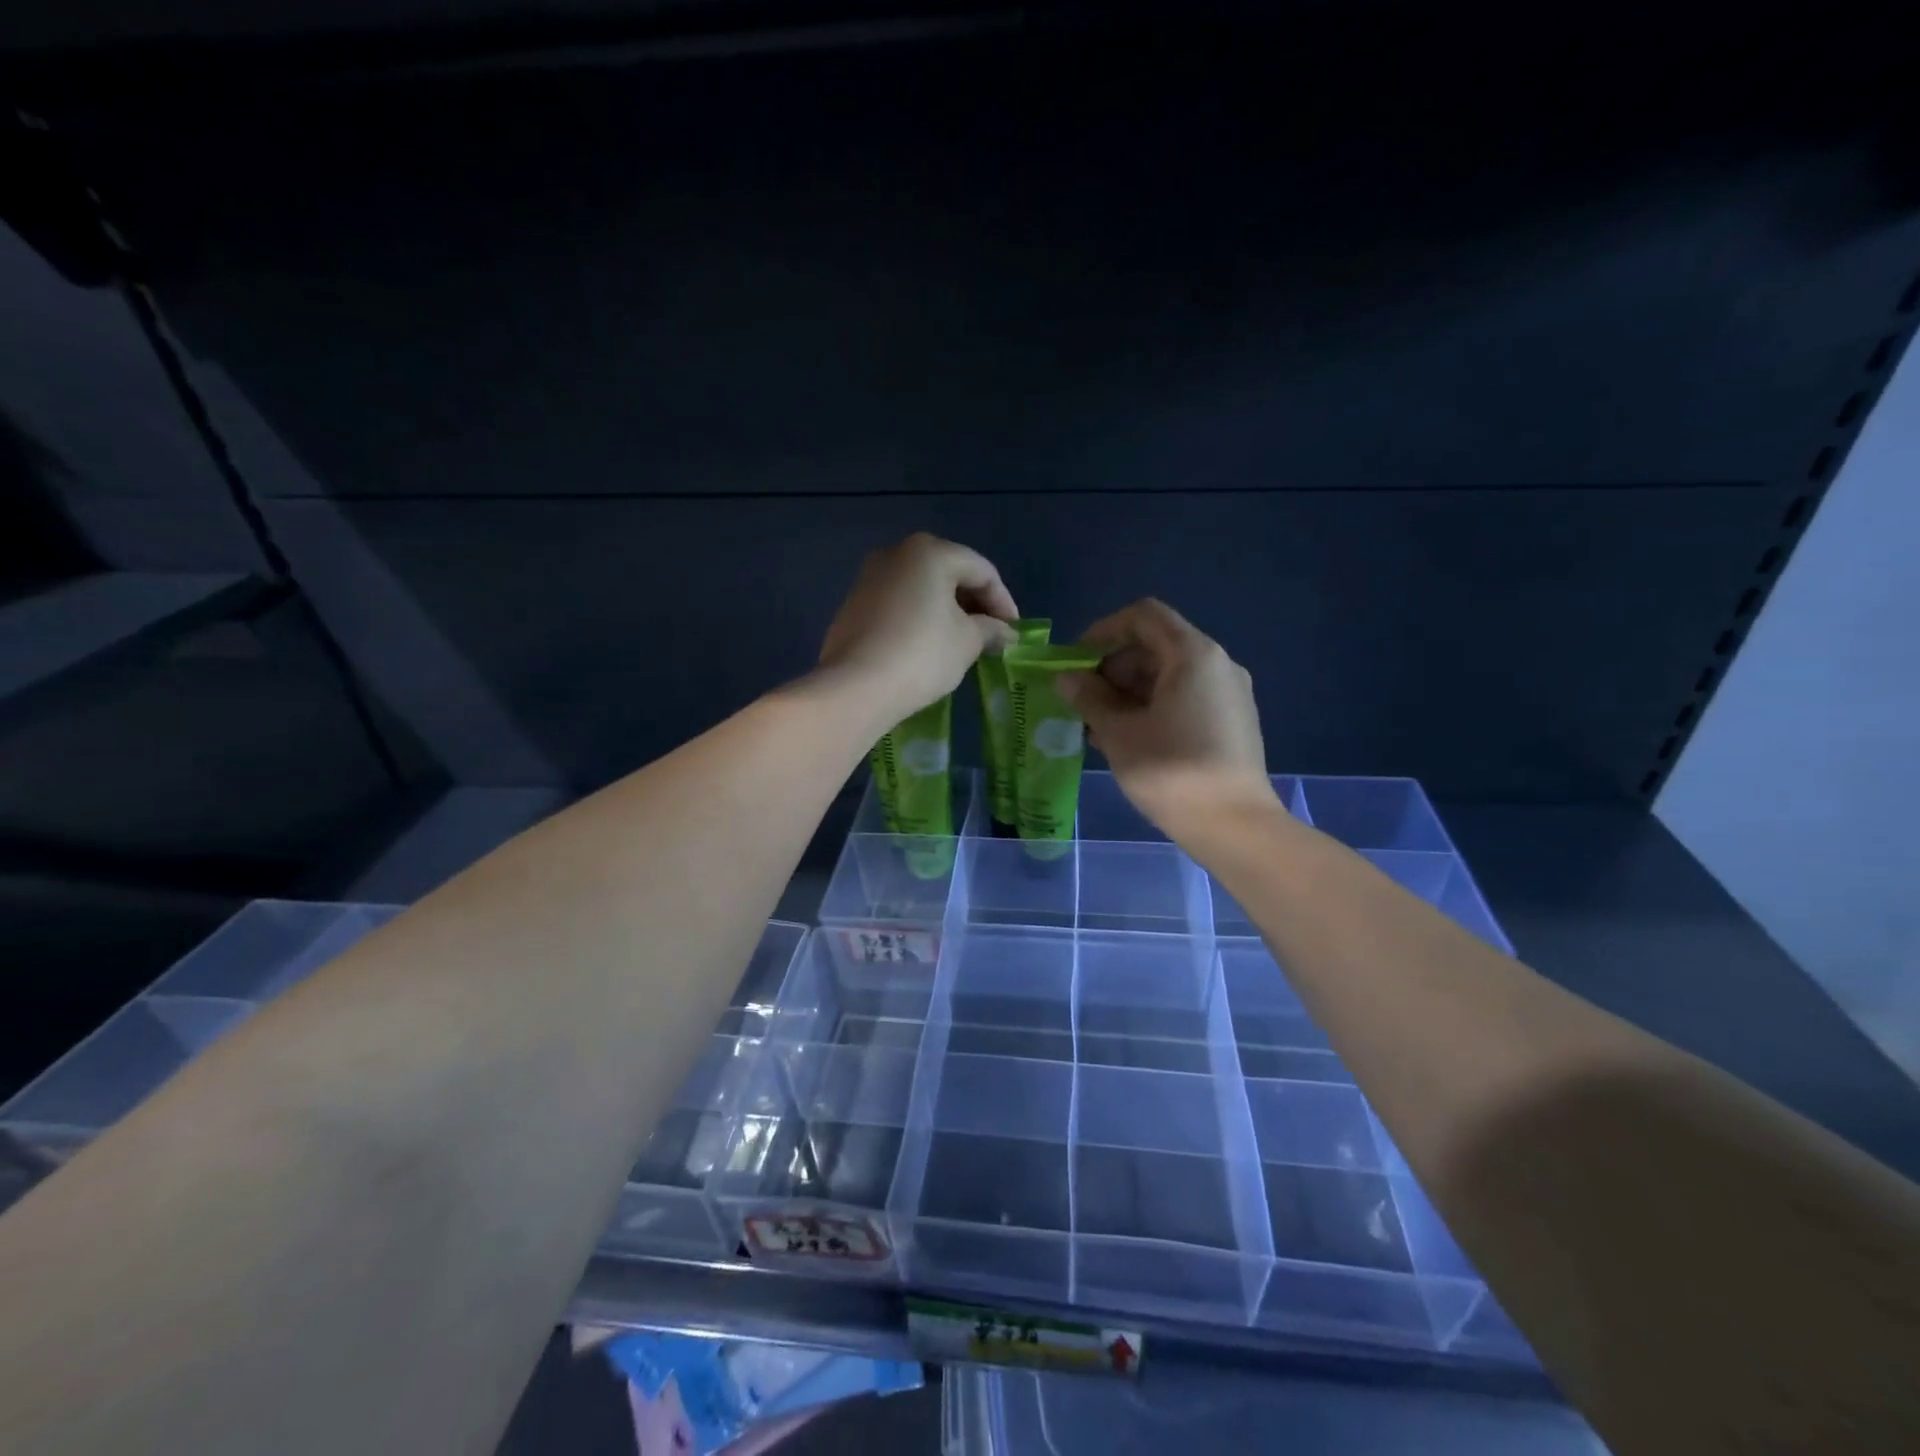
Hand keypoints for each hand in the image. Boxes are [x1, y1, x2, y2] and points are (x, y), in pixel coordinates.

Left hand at [819, 533, 1018, 726]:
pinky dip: (921, 618)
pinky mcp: (854, 604)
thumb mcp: (968, 642)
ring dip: (948, 612)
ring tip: (963, 644)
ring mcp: (870, 577)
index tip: (1014, 633)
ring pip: (922, 589)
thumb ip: (991, 630)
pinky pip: (899, 604)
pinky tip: (929, 646)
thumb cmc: (922, 654)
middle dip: (975, 605)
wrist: (856, 687)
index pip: (982, 571)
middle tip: (991, 637)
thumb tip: (1005, 633)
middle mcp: (897, 553)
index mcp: (930, 552)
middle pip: (950, 573)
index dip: (1004, 602)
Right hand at [1058, 599, 1278, 842]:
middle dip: (1113, 666)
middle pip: (1156, 644)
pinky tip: (1130, 739)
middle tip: (1083, 699)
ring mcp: (1229, 693)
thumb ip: (1089, 698)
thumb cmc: (1171, 772)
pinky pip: (1186, 697)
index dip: (1103, 630)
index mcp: (1193, 654)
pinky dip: (1153, 706)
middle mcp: (1218, 664)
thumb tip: (1066, 678)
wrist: (1235, 826)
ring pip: (1170, 674)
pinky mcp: (1233, 721)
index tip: (1076, 660)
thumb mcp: (1118, 732)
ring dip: (1130, 690)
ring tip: (1100, 725)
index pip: (1143, 616)